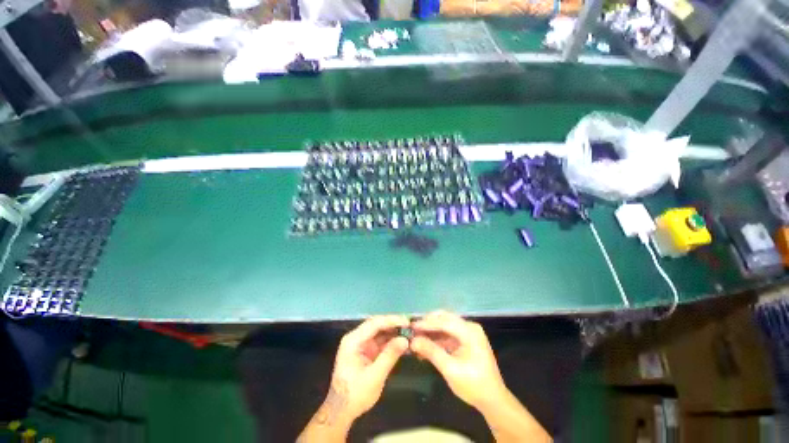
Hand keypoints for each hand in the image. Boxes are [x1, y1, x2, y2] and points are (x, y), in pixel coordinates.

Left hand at [320, 315, 409, 424]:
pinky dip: (392, 342)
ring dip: (394, 332)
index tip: (407, 321)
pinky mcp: (367, 350)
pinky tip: (403, 343)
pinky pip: (381, 341)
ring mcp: (362, 343)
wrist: (341, 411)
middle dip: (394, 325)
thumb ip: (389, 356)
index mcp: (353, 340)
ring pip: (381, 332)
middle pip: (377, 325)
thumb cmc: (355, 394)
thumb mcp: (374, 377)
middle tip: (411, 326)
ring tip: (410, 333)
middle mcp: (357, 337)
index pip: (375, 323)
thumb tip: (405, 340)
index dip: (392, 320)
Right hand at [411, 311, 506, 410]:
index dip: (427, 323)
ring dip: (431, 331)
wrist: (493, 400)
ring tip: (416, 338)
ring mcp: (468, 333)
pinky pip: (448, 334)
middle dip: (428, 324)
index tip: (411, 326)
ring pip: (445, 325)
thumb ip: (431, 352)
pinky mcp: (465, 340)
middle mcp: (469, 327)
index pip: (444, 321)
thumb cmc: (474, 385)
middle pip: (445, 319)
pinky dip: (437, 338)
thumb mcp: (450, 370)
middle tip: (413, 330)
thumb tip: (413, 341)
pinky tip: (426, 345)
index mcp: (469, 331)